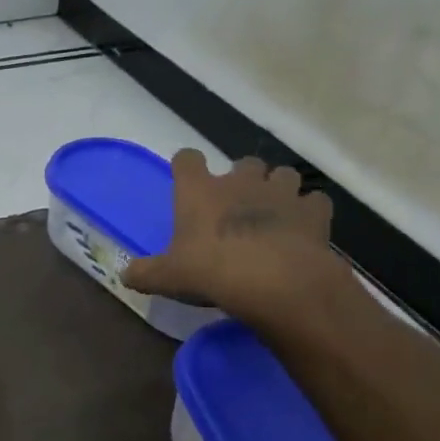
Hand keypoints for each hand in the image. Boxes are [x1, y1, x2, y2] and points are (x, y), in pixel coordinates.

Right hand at [122, 150, 366, 334]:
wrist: (274, 280)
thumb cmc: (211, 271)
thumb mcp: (167, 278)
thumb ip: (143, 273)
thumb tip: (124, 274)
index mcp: (199, 191)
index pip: (187, 159)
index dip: (186, 167)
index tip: (186, 181)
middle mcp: (240, 181)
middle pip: (243, 163)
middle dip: (241, 178)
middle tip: (235, 206)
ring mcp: (280, 192)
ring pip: (283, 174)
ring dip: (278, 188)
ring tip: (273, 213)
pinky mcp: (313, 211)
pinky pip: (314, 201)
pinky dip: (309, 211)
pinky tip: (303, 229)